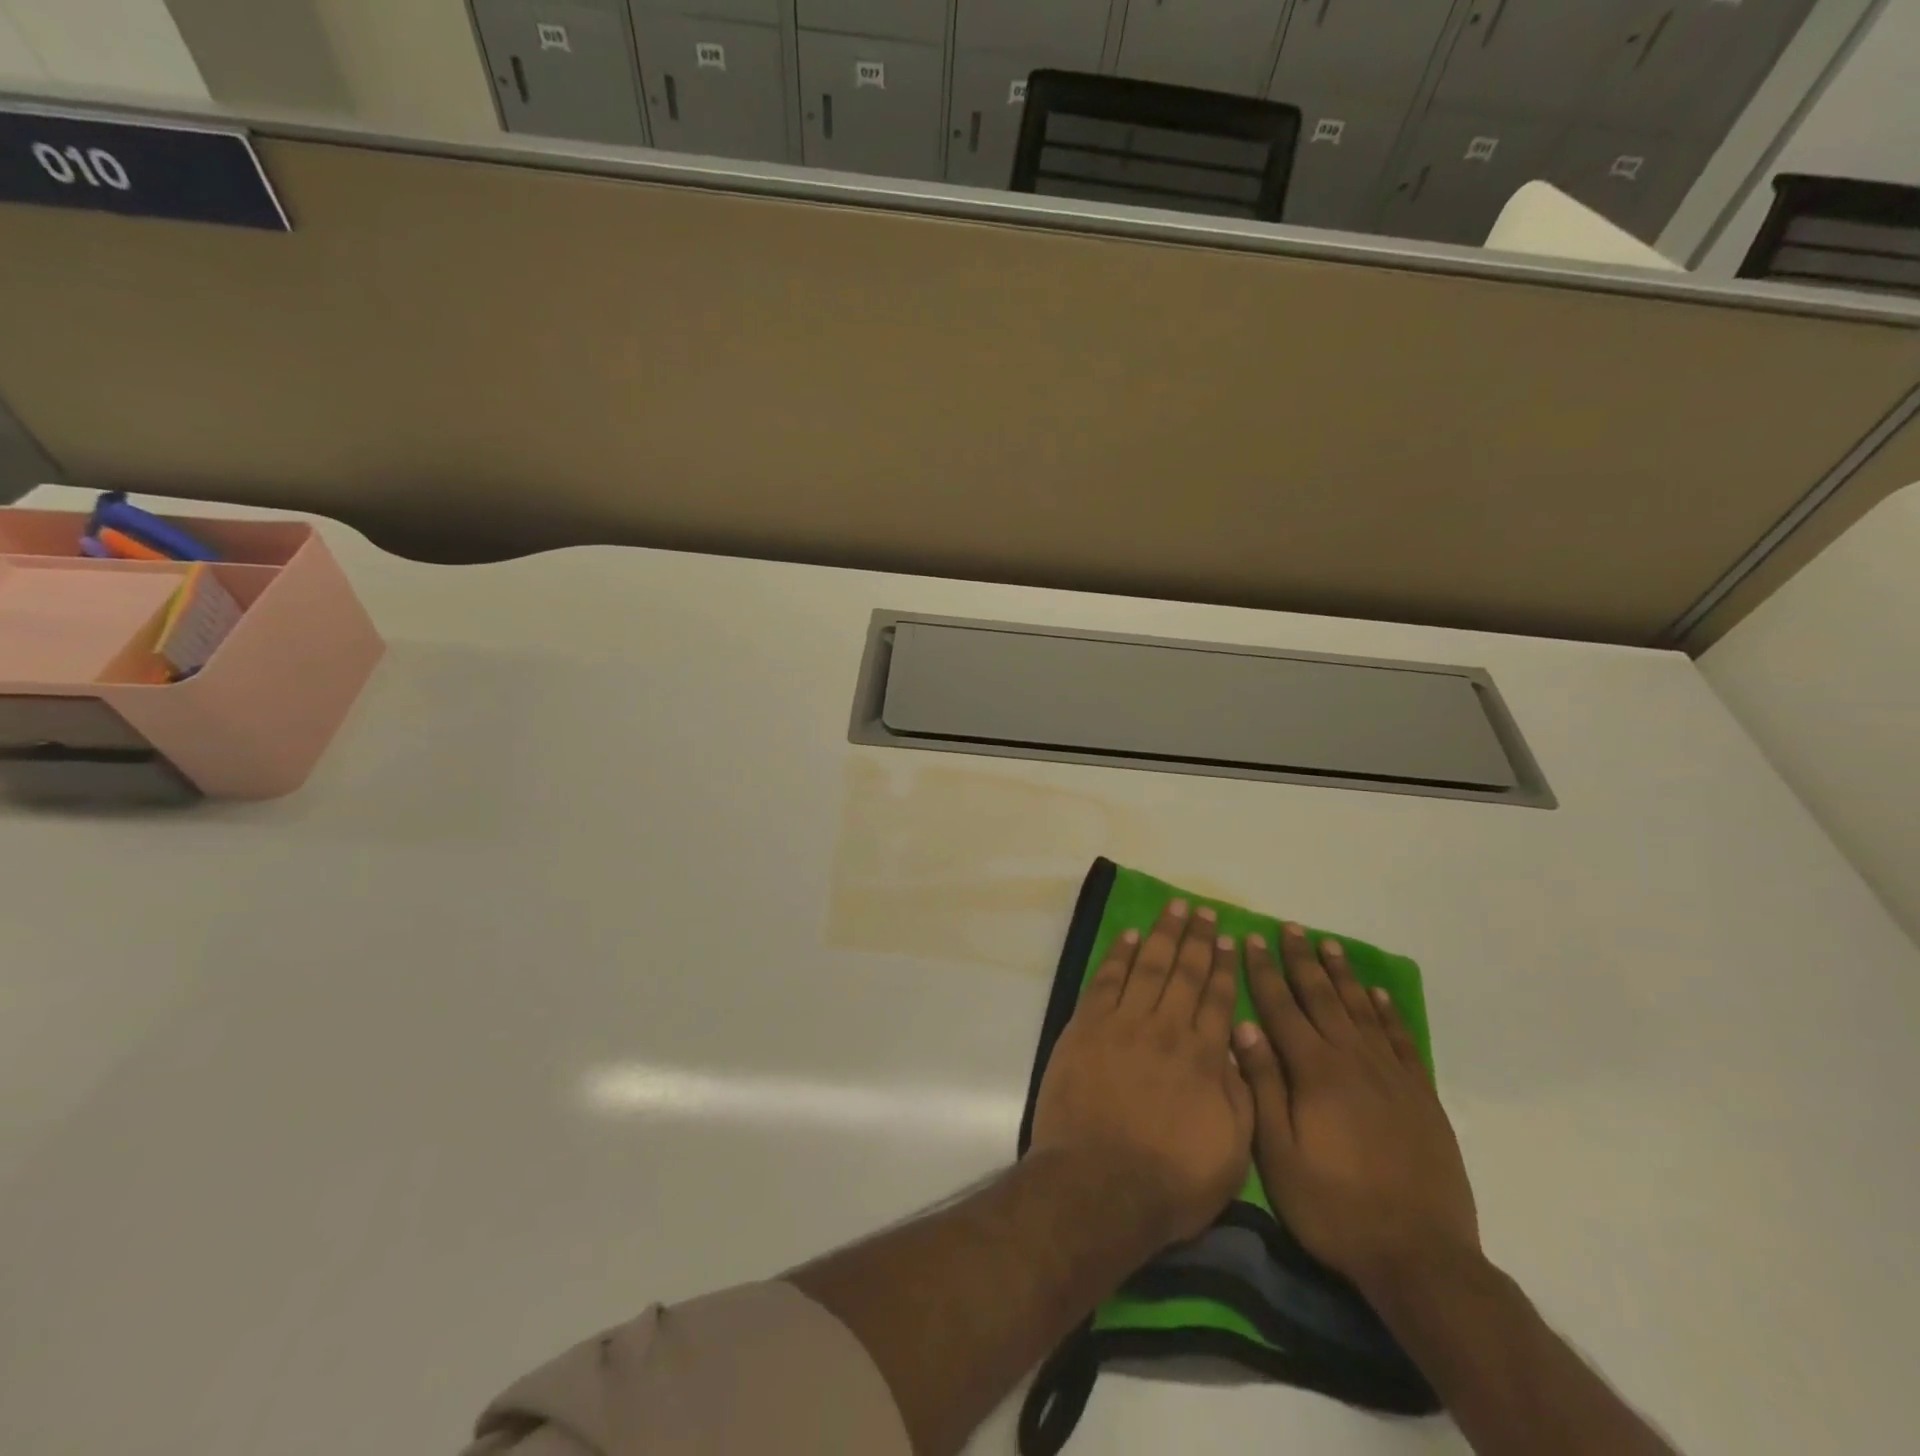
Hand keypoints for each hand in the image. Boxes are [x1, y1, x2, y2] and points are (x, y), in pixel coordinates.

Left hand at [1029, 899, 1254, 1247]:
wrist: (1099, 1184)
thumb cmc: (1170, 1180)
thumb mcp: (1232, 1154)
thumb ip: (1239, 1097)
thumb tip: (1236, 1050)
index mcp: (1204, 1058)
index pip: (1217, 1000)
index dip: (1223, 967)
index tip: (1227, 939)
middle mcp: (1166, 1029)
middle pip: (1184, 973)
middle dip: (1195, 938)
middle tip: (1202, 910)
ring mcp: (1123, 1024)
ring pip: (1148, 967)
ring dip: (1162, 935)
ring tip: (1173, 908)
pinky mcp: (1087, 1027)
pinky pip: (1106, 980)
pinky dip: (1119, 955)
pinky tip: (1128, 936)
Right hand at [1233, 924, 1478, 1294]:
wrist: (1419, 1257)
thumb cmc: (1333, 1207)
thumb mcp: (1278, 1154)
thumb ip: (1262, 1086)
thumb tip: (1243, 1028)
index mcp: (1314, 1072)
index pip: (1282, 1008)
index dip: (1265, 972)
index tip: (1254, 939)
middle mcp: (1353, 1061)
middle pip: (1323, 998)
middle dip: (1303, 961)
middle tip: (1292, 928)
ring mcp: (1392, 1077)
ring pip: (1362, 1011)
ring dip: (1343, 976)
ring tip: (1330, 945)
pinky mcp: (1421, 1097)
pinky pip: (1401, 1041)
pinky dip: (1388, 1013)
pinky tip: (1377, 994)